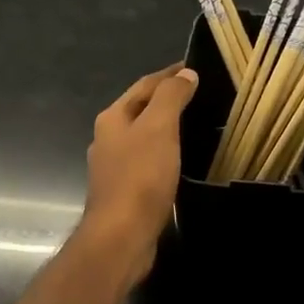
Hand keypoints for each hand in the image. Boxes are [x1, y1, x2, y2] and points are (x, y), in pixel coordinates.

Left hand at [77, 64, 197, 285]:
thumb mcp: (159, 128)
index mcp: (112, 119)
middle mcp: (108, 140)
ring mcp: (113, 168)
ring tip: (191, 126)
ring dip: (163, 129)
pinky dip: (163, 154)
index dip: (168, 75)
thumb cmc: (140, 177)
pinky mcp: (124, 193)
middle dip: (164, 100)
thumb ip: (171, 97)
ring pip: (142, 138)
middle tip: (196, 95)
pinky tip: (177, 162)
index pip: (143, 86)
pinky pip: (146, 163)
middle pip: (139, 110)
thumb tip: (184, 74)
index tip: (191, 68)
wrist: (121, 235)